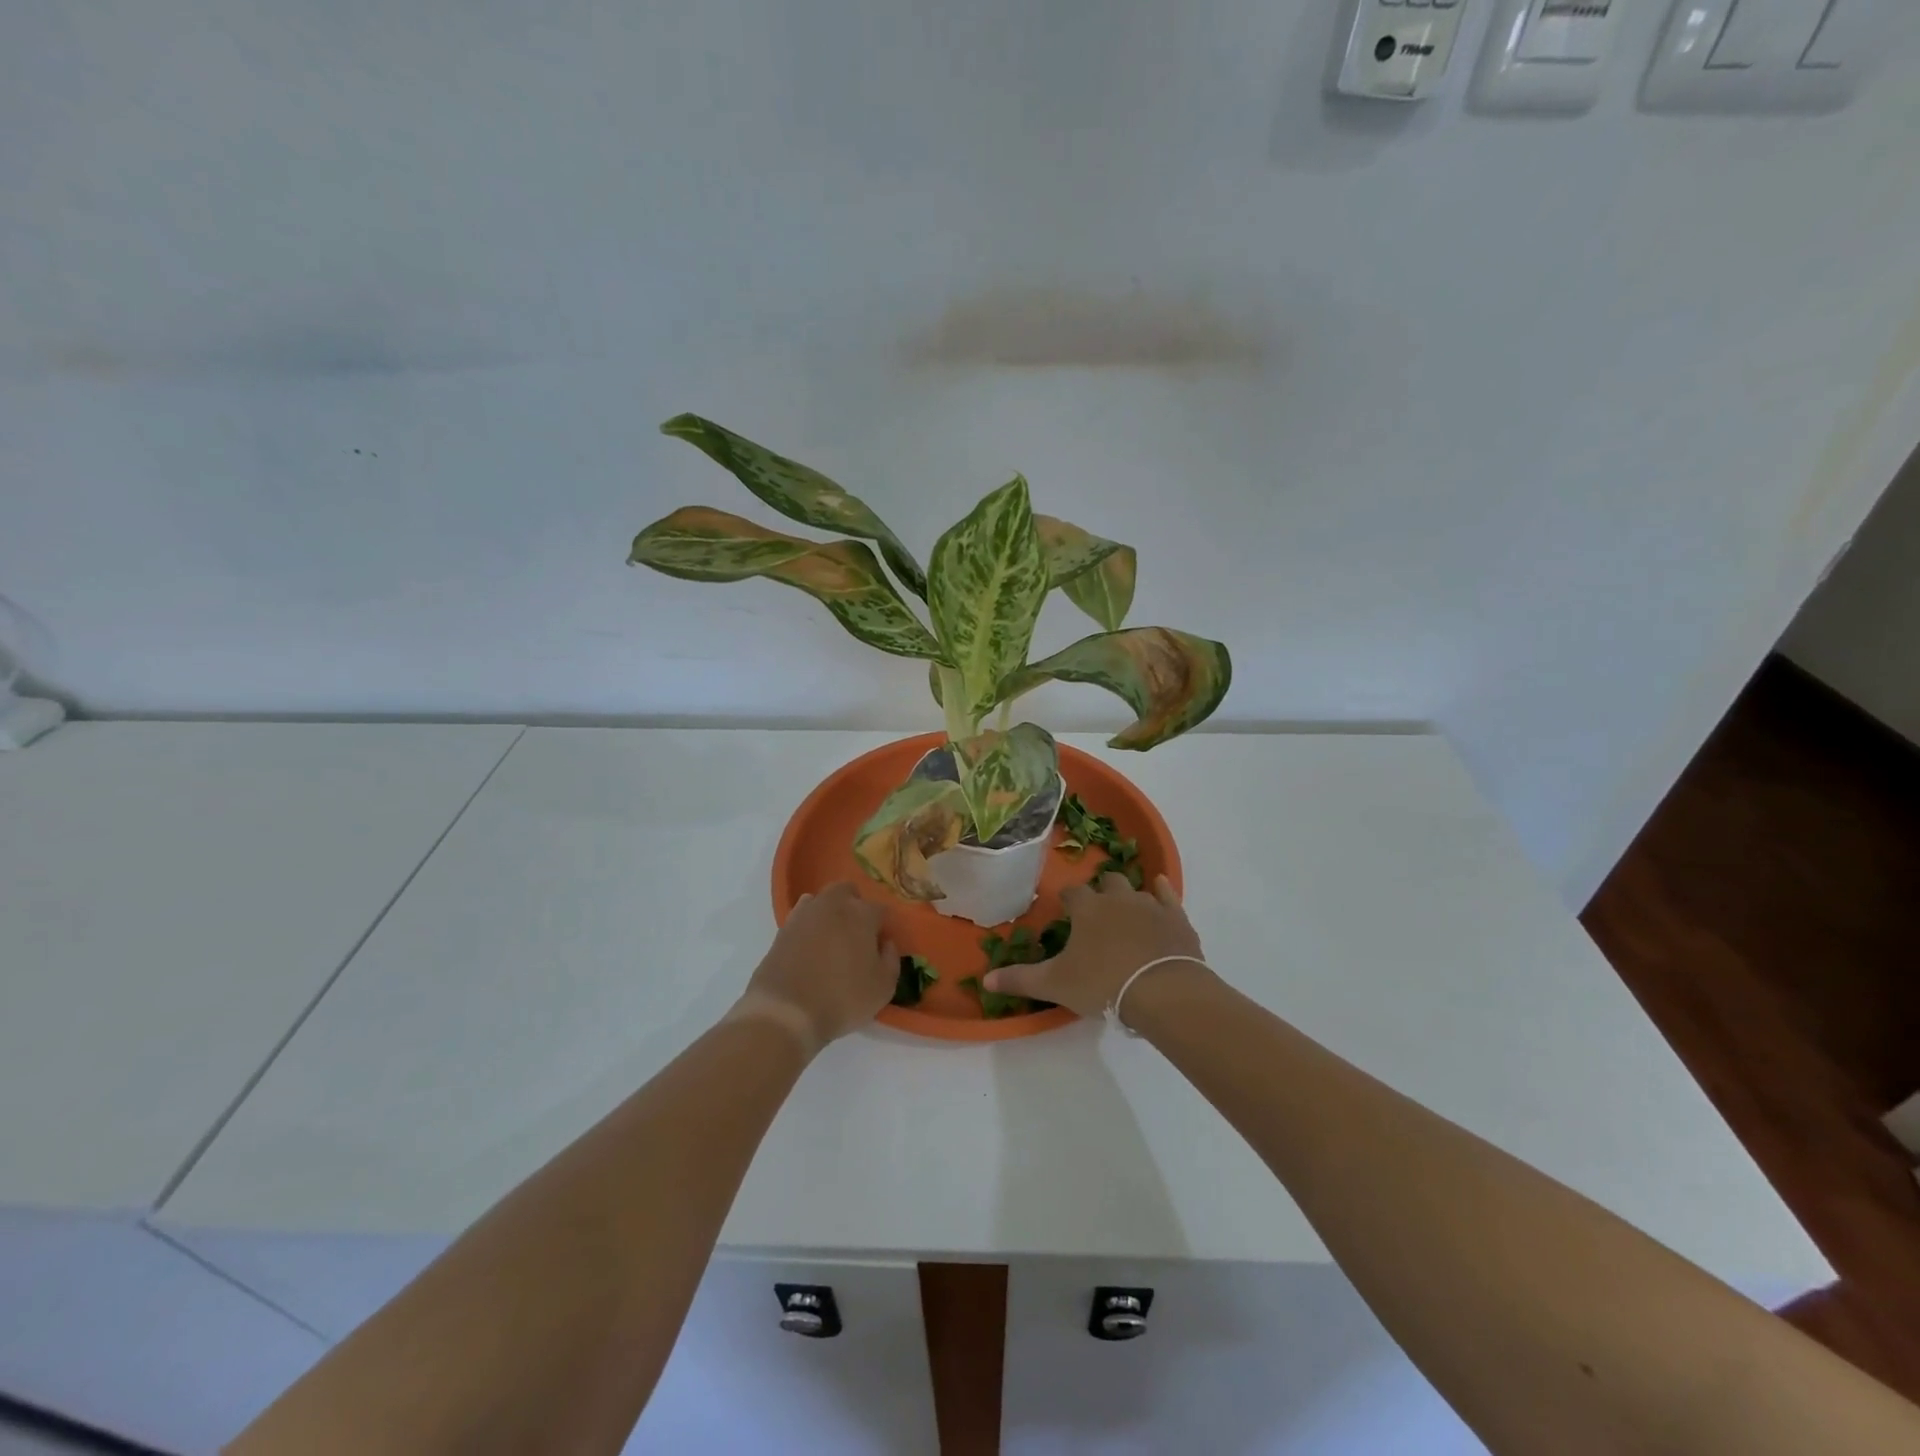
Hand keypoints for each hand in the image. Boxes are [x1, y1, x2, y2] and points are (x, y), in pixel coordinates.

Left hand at [737, 882, 896, 1052]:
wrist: (786, 1012)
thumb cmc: (842, 999)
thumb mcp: (883, 988)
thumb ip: (891, 960)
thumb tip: (886, 944)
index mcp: (861, 914)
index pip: (880, 910)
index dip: (883, 927)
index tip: (881, 946)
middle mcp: (833, 905)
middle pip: (847, 891)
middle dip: (854, 905)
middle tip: (856, 934)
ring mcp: (804, 915)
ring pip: (821, 900)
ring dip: (829, 912)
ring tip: (831, 940)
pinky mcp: (782, 930)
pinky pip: (801, 918)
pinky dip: (808, 926)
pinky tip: (809, 947)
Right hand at [983, 873, 1206, 1020]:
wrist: (1162, 991)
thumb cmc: (1103, 984)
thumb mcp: (1056, 985)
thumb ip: (1021, 979)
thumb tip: (985, 980)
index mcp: (1087, 909)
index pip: (1071, 893)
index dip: (1067, 899)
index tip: (1065, 909)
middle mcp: (1117, 898)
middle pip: (1107, 882)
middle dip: (1101, 892)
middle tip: (1098, 912)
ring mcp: (1149, 905)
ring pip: (1136, 890)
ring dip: (1129, 897)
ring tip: (1126, 913)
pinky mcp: (1176, 918)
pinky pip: (1167, 895)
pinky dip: (1162, 891)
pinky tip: (1160, 887)